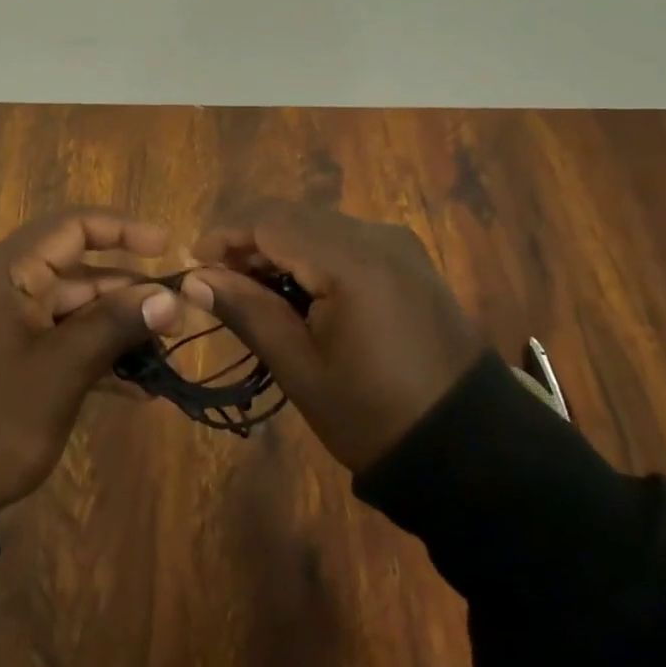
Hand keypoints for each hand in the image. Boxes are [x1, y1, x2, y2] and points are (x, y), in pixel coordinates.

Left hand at [0, 210, 186, 516]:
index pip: (72, 226)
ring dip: (113, 327)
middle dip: (127, 292)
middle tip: (177, 317)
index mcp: (5, 270)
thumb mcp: (61, 371)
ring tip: (163, 354)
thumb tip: (172, 297)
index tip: (167, 249)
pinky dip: (88, 352)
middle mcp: (0, 281)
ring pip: (69, 306)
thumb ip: (115, 325)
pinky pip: (53, 335)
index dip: (123, 230)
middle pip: (75, 268)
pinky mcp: (1, 350)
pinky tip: (134, 386)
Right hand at [184, 200, 484, 472]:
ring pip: (316, 223)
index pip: (268, 220)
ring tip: (251, 289)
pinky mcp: (408, 259)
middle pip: (291, 215)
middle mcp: (375, 235)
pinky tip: (297, 288)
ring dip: (278, 245)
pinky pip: (344, 239)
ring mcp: (397, 244)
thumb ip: (247, 311)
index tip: (192, 264)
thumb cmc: (375, 415)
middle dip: (247, 240)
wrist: (473, 450)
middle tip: (218, 282)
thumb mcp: (301, 368)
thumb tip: (194, 278)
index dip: (223, 234)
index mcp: (350, 260)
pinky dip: (310, 253)